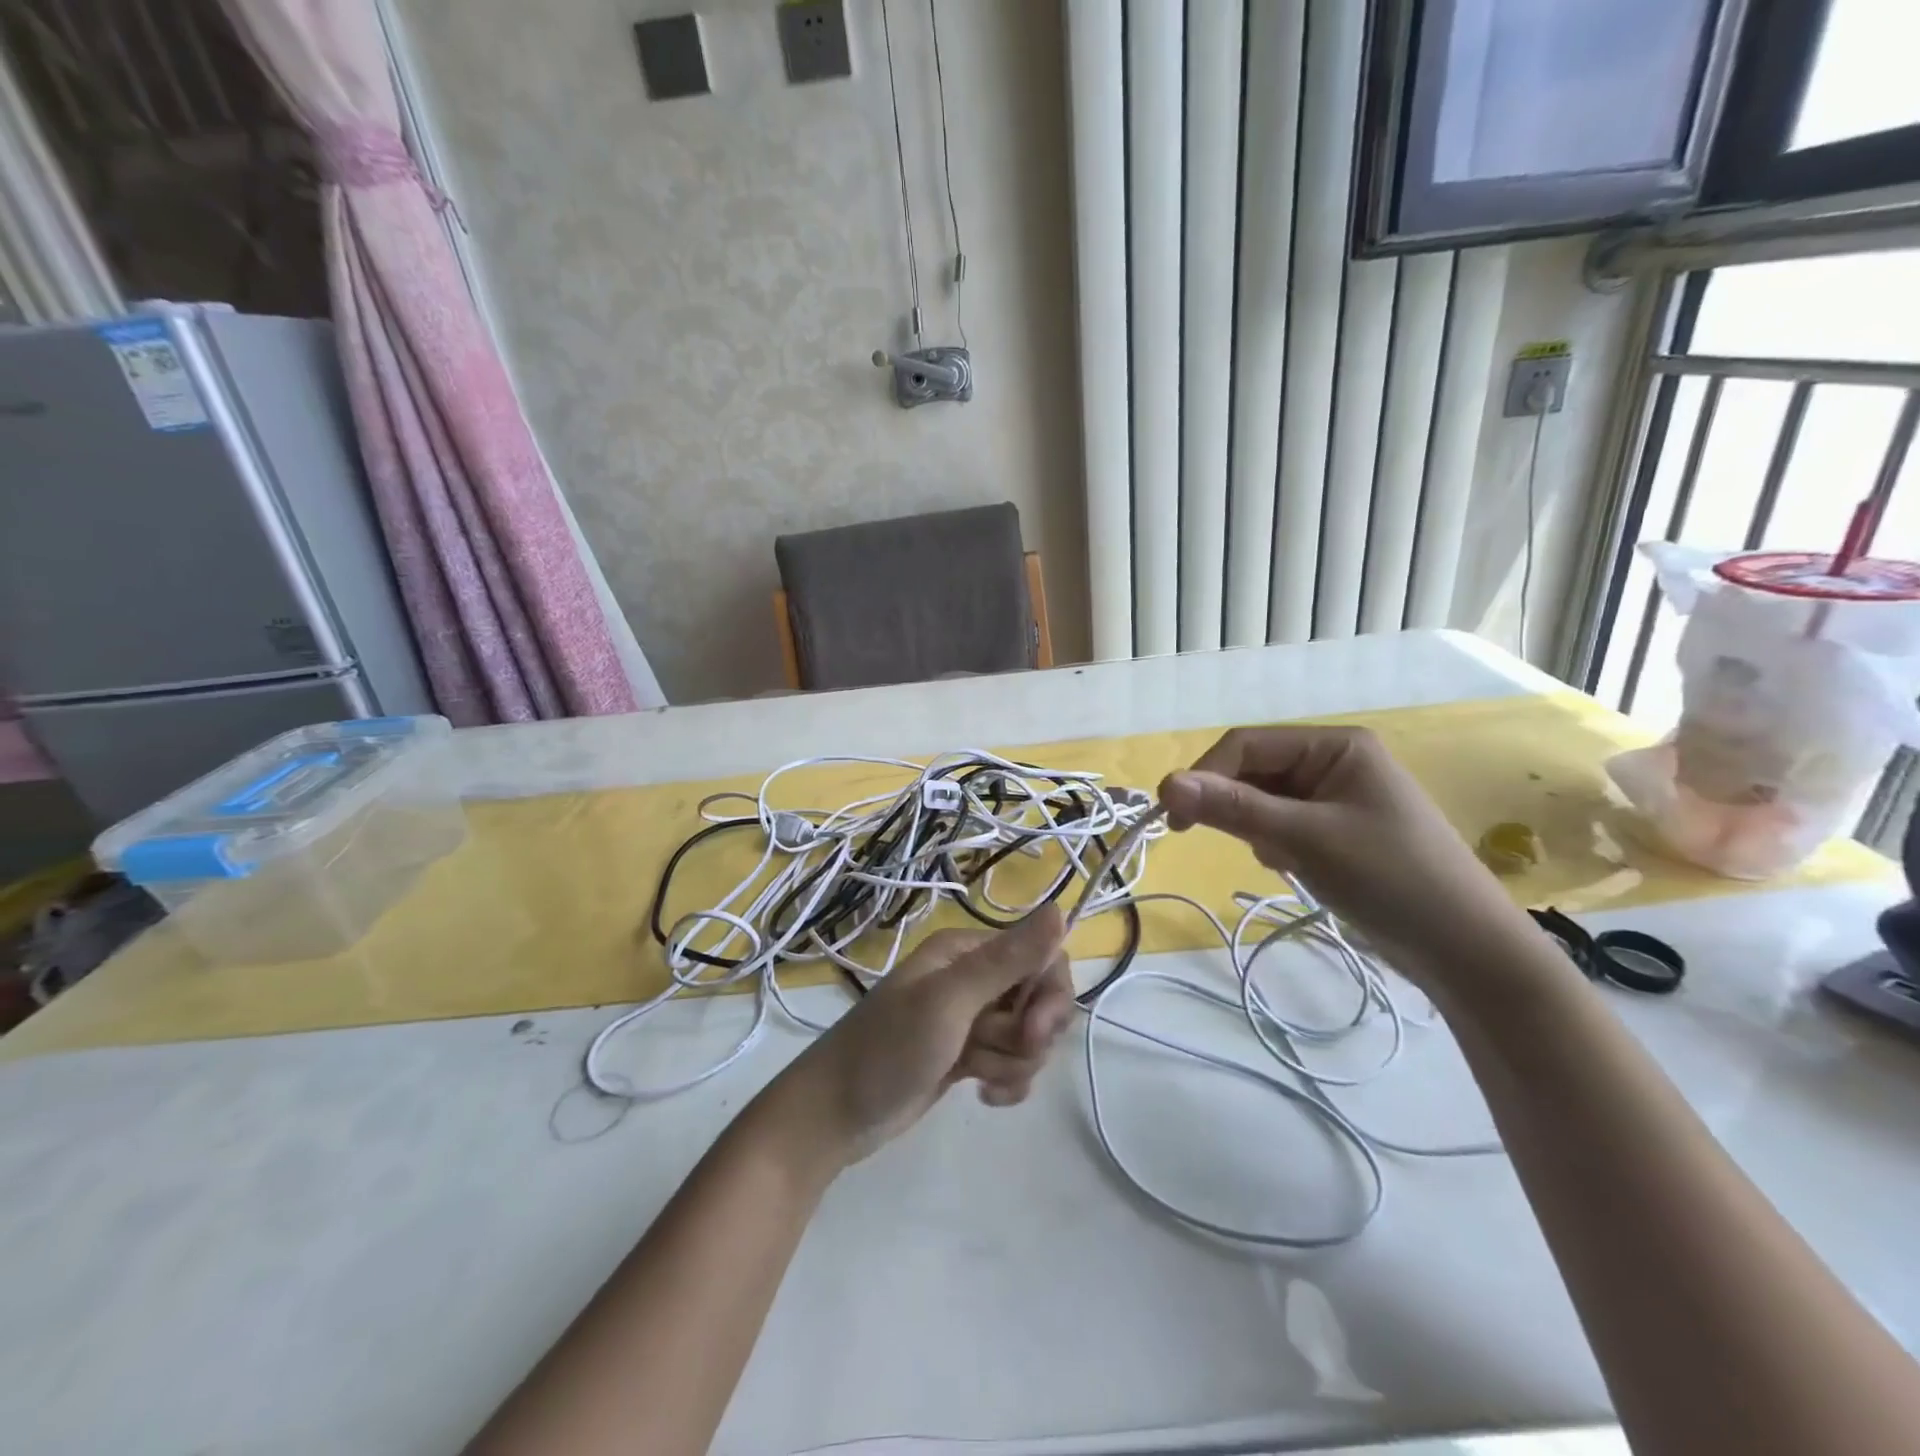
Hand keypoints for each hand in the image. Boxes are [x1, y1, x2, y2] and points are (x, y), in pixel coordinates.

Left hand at [756, 907, 1074, 1171]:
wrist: (835, 1115)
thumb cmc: (889, 1049)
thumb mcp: (949, 1001)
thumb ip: (1007, 960)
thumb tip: (1060, 909)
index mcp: (967, 951)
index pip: (1041, 958)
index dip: (1049, 996)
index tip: (1034, 1031)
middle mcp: (972, 977)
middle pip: (1039, 998)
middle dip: (1029, 1033)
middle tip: (993, 1052)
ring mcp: (969, 1019)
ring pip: (1027, 1035)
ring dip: (1011, 1061)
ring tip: (973, 1073)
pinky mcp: (966, 1055)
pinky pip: (1012, 1062)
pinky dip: (1005, 1080)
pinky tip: (982, 1095)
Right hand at [1158, 726, 1533, 989]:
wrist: (1465, 950)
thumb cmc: (1390, 879)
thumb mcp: (1305, 839)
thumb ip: (1234, 808)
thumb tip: (1164, 784)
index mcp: (1335, 745)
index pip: (1246, 744)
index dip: (1204, 775)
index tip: (1173, 819)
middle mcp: (1333, 762)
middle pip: (1253, 771)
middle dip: (1234, 806)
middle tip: (1209, 841)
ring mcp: (1336, 798)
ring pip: (1263, 801)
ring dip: (1256, 829)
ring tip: (1282, 861)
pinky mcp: (1336, 831)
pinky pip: (1282, 825)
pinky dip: (1275, 844)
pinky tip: (1295, 869)